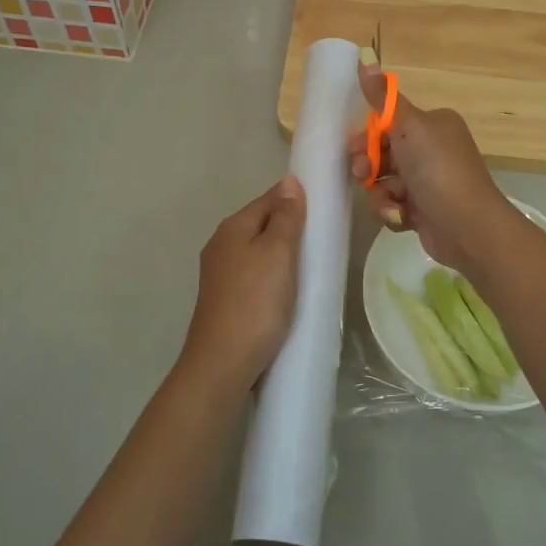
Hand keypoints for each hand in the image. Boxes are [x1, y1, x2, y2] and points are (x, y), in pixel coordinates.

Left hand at [175, 177, 306, 392]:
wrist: (223, 364)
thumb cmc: (256, 303)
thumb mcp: (278, 254)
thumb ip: (285, 217)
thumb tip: (288, 181)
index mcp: (232, 227)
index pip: (269, 198)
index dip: (296, 199)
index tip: (325, 208)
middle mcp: (220, 245)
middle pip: (261, 224)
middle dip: (289, 227)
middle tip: (323, 239)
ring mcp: (220, 274)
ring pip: (257, 250)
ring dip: (282, 253)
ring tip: (311, 265)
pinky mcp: (225, 299)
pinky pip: (254, 274)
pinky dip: (272, 275)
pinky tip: (288, 290)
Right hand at [347, 63, 520, 272]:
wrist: (467, 226)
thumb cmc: (437, 169)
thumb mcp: (408, 125)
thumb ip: (383, 98)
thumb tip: (365, 57)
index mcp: (434, 124)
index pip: (390, 123)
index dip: (368, 136)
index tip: (354, 147)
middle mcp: (434, 150)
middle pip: (384, 153)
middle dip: (370, 165)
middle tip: (363, 175)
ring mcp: (429, 182)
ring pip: (385, 182)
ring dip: (380, 193)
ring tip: (390, 202)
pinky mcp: (425, 210)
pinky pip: (394, 205)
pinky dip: (393, 211)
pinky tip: (401, 216)